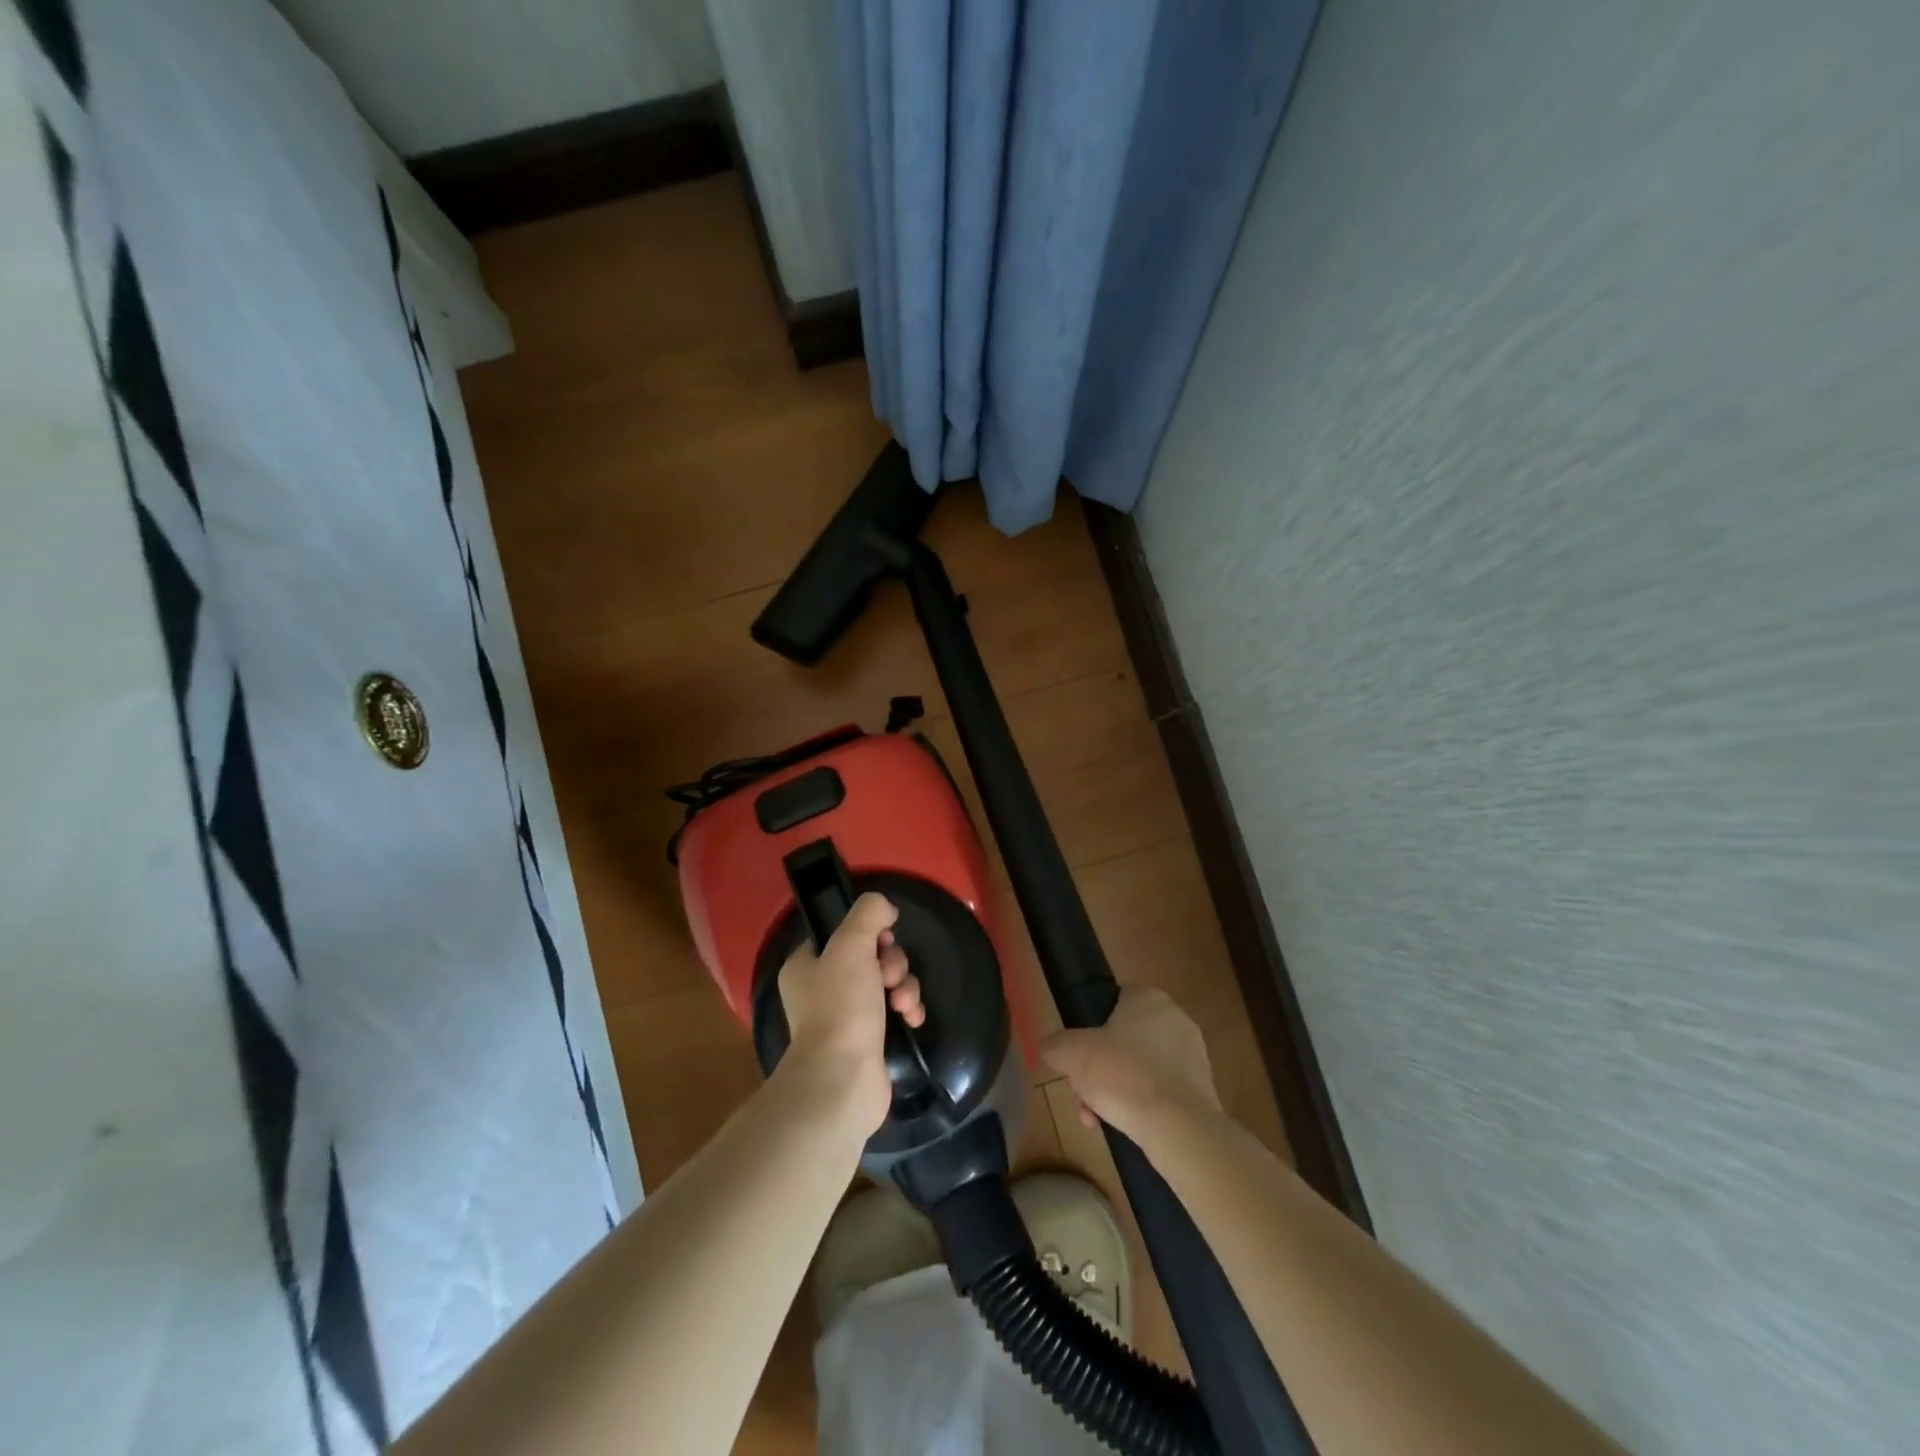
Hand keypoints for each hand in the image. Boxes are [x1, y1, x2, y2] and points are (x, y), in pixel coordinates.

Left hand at [777, 893, 924, 1136]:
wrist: (843, 1079)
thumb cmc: (840, 1006)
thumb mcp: (850, 945)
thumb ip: (868, 914)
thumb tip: (884, 907)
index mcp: (806, 966)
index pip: (842, 933)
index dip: (869, 932)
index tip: (882, 939)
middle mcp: (823, 989)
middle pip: (872, 956)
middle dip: (892, 962)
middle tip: (889, 977)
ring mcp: (847, 1016)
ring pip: (888, 982)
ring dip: (904, 985)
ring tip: (903, 1003)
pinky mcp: (871, 1039)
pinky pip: (897, 1010)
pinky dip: (909, 1009)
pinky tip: (912, 1019)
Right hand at [1042, 988, 1218, 1143]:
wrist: (1178, 1128)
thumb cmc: (1123, 1076)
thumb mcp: (1071, 1054)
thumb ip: (1055, 1044)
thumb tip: (1053, 1049)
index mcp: (1148, 997)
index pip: (1109, 1005)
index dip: (1086, 1034)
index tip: (1076, 1063)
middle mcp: (1175, 1018)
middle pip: (1121, 1042)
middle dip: (1098, 1071)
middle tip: (1084, 1097)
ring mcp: (1193, 1054)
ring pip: (1139, 1069)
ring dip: (1116, 1091)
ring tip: (1100, 1119)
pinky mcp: (1202, 1088)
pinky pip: (1160, 1091)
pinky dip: (1142, 1105)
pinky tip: (1127, 1127)